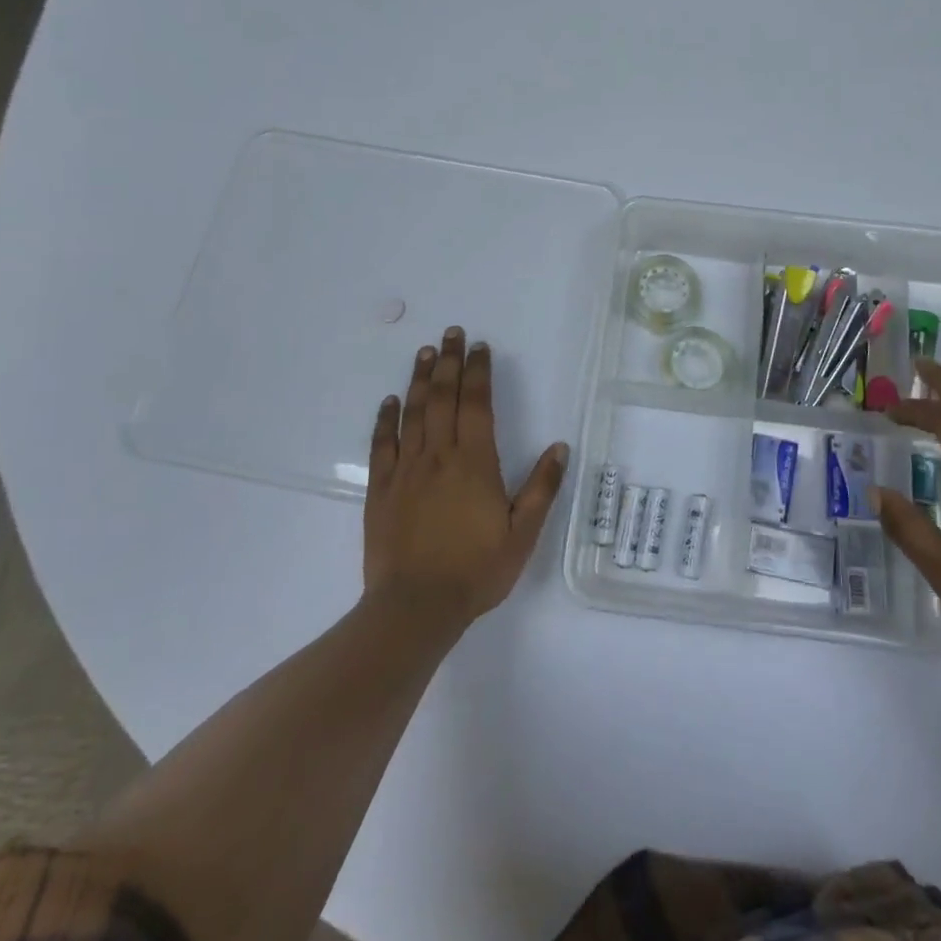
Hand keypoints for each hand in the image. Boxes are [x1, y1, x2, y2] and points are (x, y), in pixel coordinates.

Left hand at [364, 327, 567, 633]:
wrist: (415, 607)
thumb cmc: (476, 570)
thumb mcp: (523, 533)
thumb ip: (541, 487)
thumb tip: (560, 446)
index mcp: (475, 462)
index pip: (477, 404)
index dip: (478, 372)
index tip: (479, 346)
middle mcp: (439, 456)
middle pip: (443, 398)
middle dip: (448, 362)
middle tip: (451, 332)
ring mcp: (406, 470)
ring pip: (412, 413)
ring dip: (419, 379)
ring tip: (424, 352)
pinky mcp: (381, 489)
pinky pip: (382, 445)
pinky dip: (385, 419)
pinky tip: (389, 401)